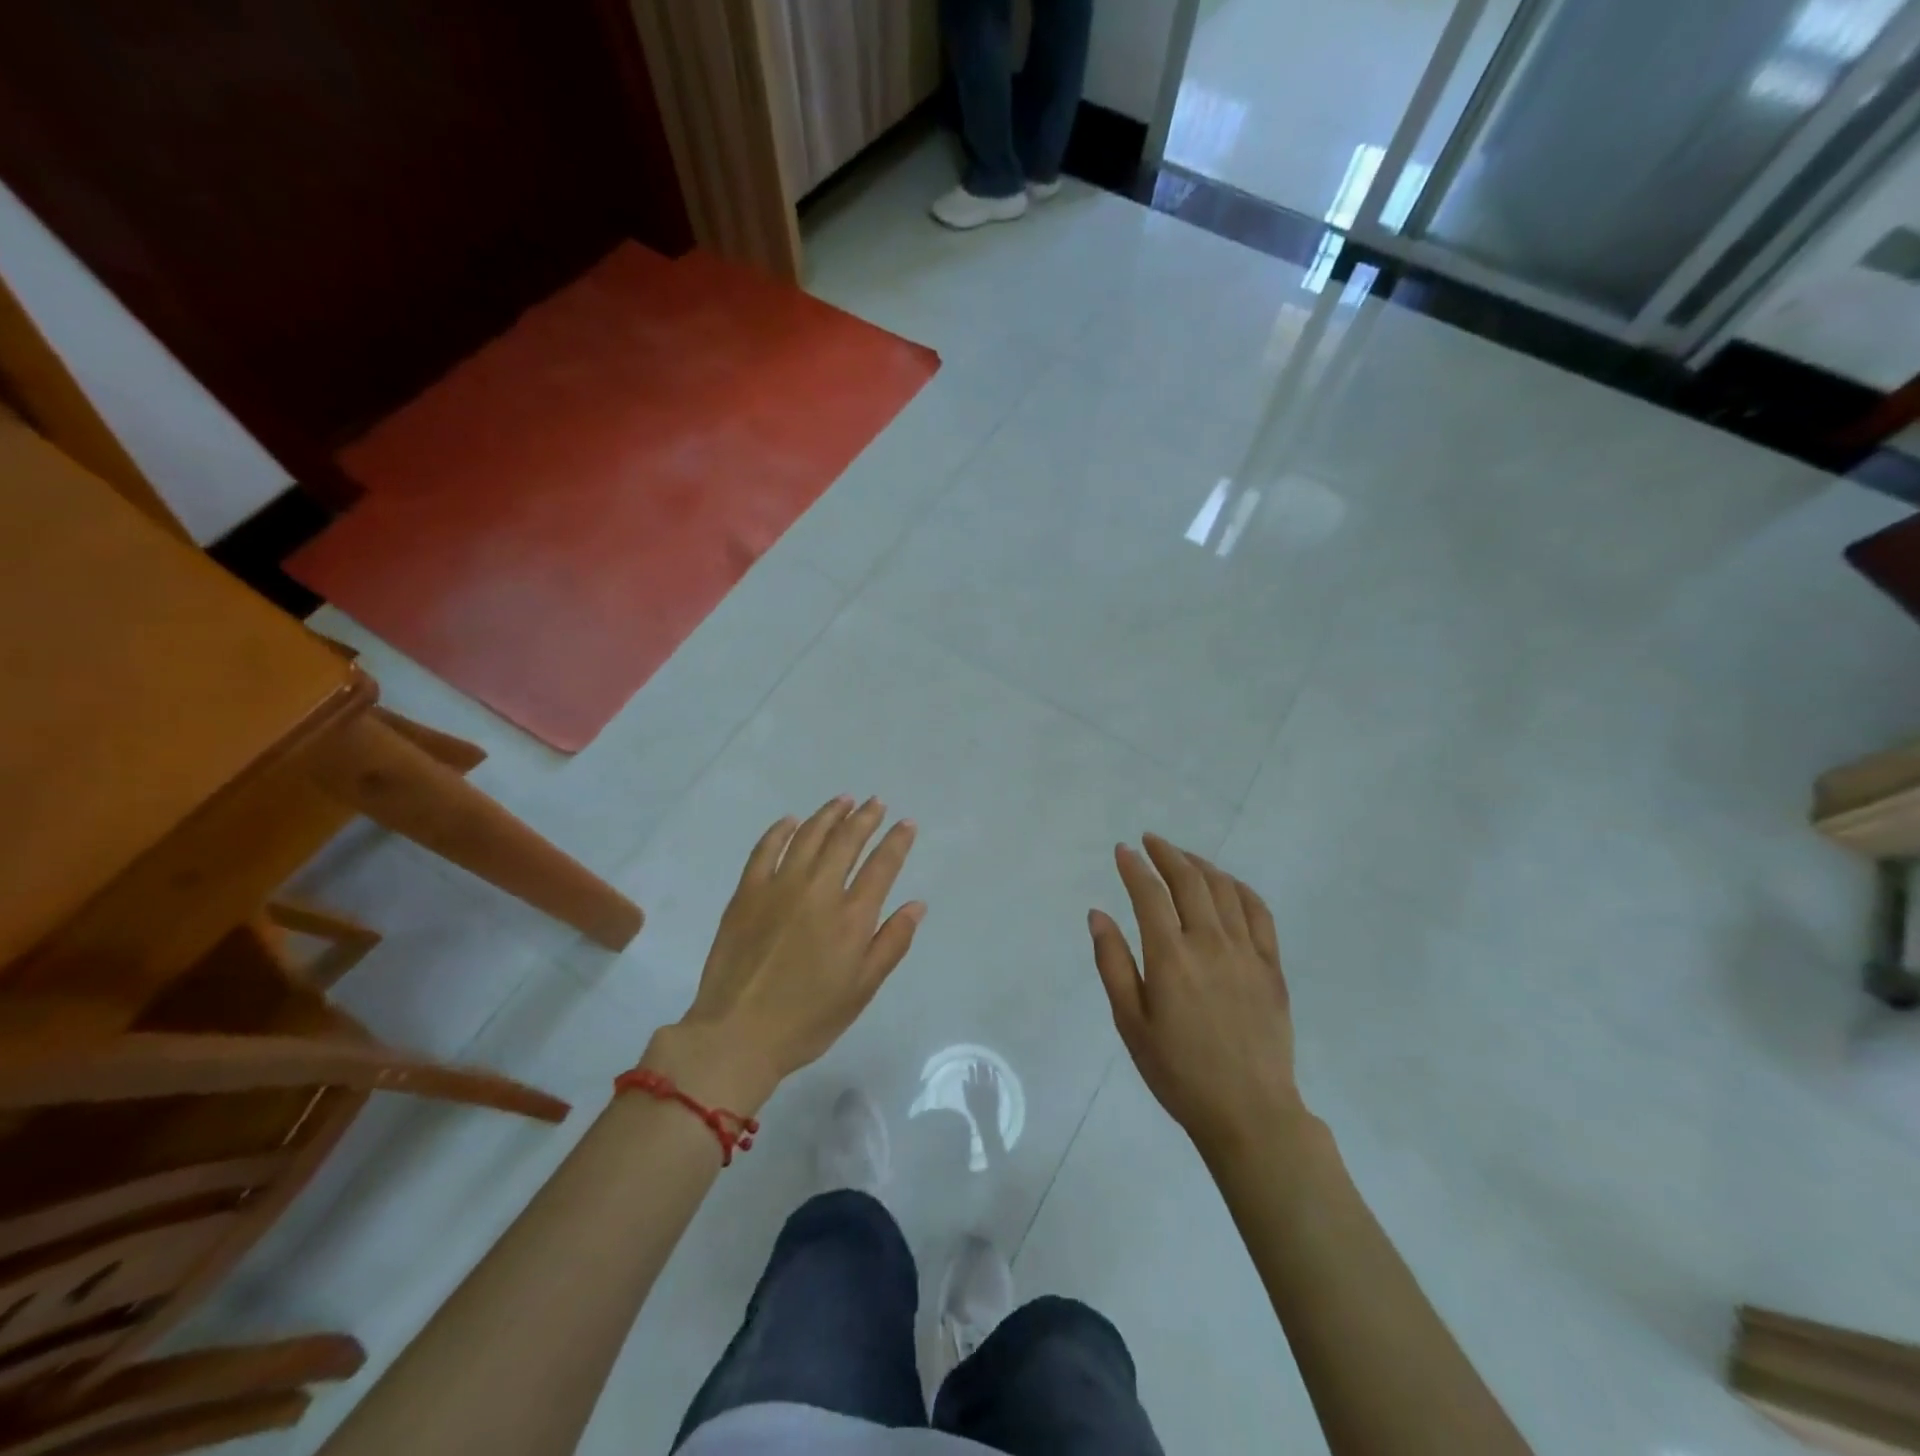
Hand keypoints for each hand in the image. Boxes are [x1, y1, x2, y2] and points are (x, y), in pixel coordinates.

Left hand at [644, 796, 923, 1110]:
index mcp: (851, 917)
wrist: (737, 1034)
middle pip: (847, 840)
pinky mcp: (747, 892)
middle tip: (876, 803)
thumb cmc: (808, 1019)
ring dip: (829, 814)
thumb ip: (891, 943)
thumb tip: (916, 905)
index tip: (907, 823)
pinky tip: (790, 821)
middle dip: (865, 817)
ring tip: (843, 801)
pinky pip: (765, 849)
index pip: (882, 865)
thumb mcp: (862, 990)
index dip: (897, 841)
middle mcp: (819, 890)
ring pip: (809, 836)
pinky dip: (781, 831)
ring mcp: (779, 887)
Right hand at [962, 1059, 1000, 1128]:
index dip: (972, 1069)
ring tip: (987, 1063)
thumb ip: (965, 1090)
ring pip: (988, 1075)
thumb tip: (964, 1080)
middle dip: (980, 1066)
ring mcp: (989, 1088)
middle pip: (980, 1073)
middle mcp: (981, 1086)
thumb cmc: (976, 1112)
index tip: (971, 1063)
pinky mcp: (996, 1090)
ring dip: (987, 1068)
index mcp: (973, 1088)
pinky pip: (996, 1080)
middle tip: (980, 1060)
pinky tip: (995, 1070)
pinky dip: (995, 1074)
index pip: (972, 1075)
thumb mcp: (967, 1101)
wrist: (987, 1120)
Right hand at [1088, 834, 1301, 1163]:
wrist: (1249, 1112)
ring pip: (1224, 890)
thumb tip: (1098, 914)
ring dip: (1201, 865)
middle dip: (1167, 854)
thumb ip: (1113, 963)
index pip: (1149, 894)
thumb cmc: (1178, 1072)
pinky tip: (1228, 884)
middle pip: (1189, 881)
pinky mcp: (1272, 967)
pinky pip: (1259, 913)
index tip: (1123, 850)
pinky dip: (1240, 888)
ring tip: (1183, 858)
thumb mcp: (1130, 1023)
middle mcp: (1210, 943)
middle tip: (1151, 841)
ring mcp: (1247, 953)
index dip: (1134, 867)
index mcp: (1171, 957)